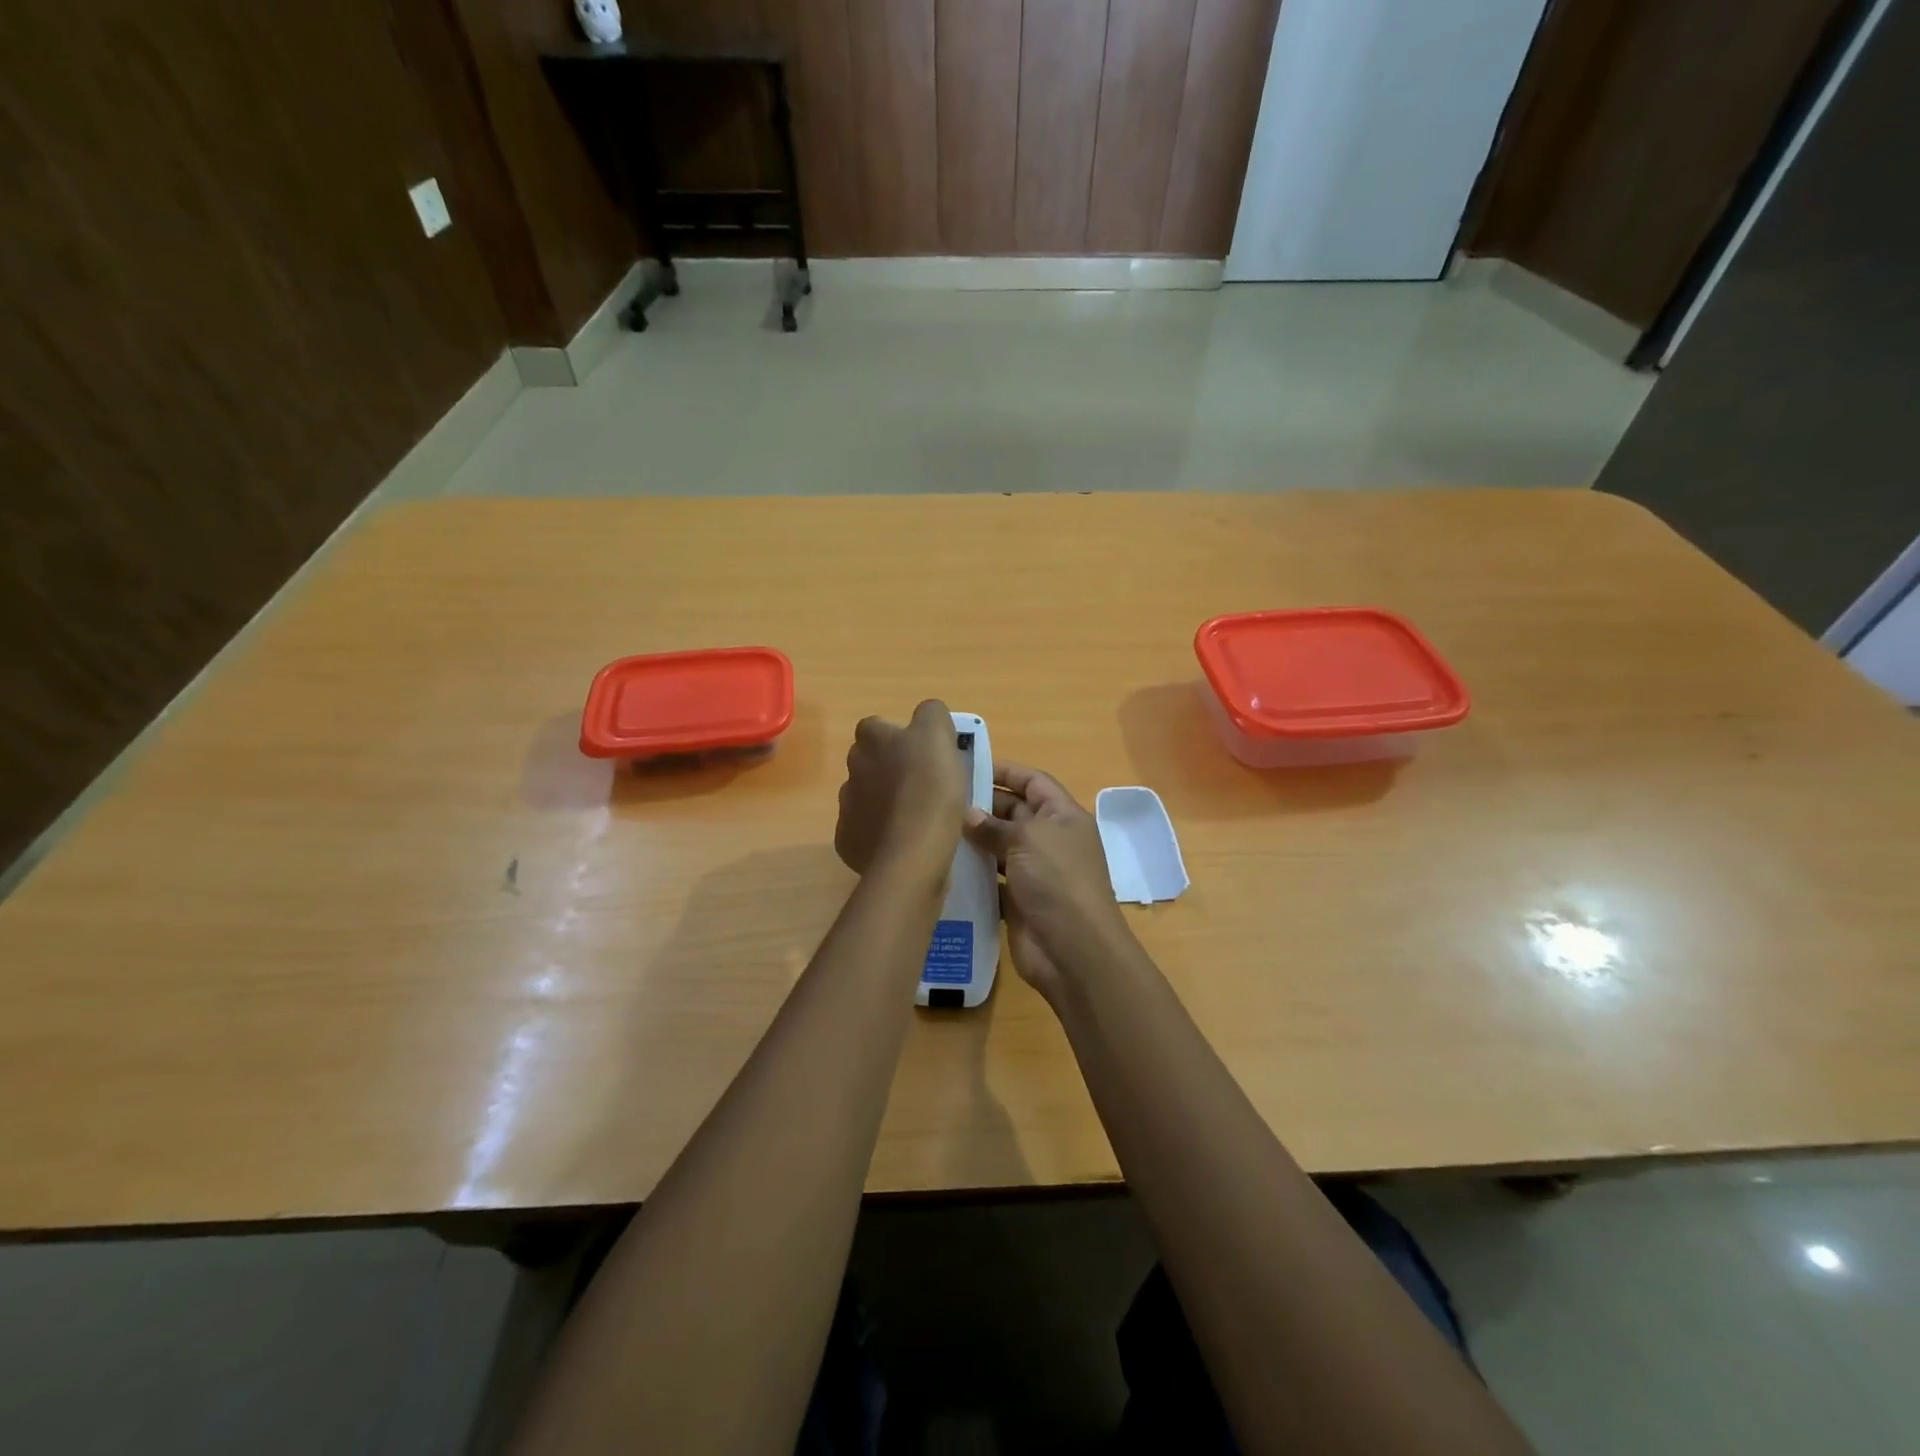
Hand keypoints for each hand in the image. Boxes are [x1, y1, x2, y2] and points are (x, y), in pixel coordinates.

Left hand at [834, 700, 967, 875]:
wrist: (911, 854)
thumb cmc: (929, 788)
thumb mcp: (940, 736)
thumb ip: (932, 714)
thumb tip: (927, 715)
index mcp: (872, 740)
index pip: (877, 726)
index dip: (899, 737)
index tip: (922, 752)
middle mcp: (852, 769)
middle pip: (869, 761)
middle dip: (888, 769)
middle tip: (922, 784)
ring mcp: (847, 807)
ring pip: (865, 796)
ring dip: (884, 801)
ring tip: (915, 817)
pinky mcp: (847, 841)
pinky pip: (864, 830)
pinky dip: (880, 833)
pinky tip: (903, 841)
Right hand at [962, 763, 1134, 1003]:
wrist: (1072, 949)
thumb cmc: (1057, 880)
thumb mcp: (1027, 840)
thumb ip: (995, 825)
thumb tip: (967, 815)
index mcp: (1063, 817)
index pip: (1034, 782)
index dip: (1006, 772)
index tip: (970, 766)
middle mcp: (1051, 840)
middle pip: (1015, 813)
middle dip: (983, 805)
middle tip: (942, 799)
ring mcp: (1035, 872)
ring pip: (1001, 847)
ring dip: (975, 840)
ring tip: (936, 829)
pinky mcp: (1019, 901)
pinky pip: (992, 879)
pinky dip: (974, 873)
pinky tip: (944, 864)